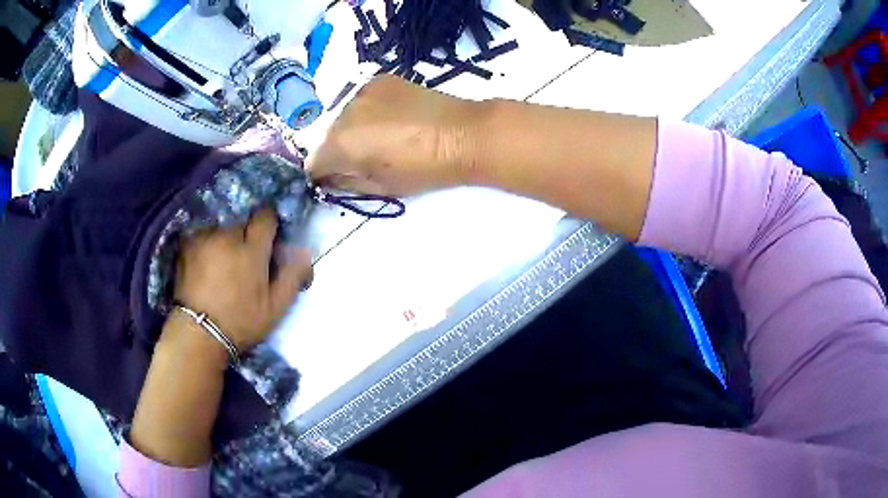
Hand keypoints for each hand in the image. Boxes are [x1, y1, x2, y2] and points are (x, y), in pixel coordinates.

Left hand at [172, 209, 312, 351]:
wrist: (198, 334)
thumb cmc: (241, 323)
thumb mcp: (276, 308)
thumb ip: (292, 277)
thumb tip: (305, 253)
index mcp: (252, 250)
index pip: (266, 217)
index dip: (269, 226)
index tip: (268, 242)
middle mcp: (228, 236)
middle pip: (242, 222)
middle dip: (245, 236)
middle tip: (243, 261)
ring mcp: (204, 238)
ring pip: (221, 228)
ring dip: (225, 240)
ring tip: (221, 265)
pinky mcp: (186, 245)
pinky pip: (201, 235)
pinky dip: (206, 244)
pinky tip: (204, 264)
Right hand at [307, 75, 484, 196]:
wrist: (463, 134)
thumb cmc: (424, 169)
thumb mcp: (381, 187)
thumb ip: (346, 182)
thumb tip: (329, 178)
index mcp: (340, 144)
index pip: (313, 163)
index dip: (323, 174)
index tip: (338, 178)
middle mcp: (343, 113)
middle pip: (327, 137)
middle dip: (338, 150)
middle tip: (366, 157)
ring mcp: (362, 92)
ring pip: (343, 117)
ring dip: (353, 128)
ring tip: (384, 135)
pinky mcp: (380, 80)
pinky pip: (362, 100)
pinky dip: (369, 110)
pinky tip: (393, 117)